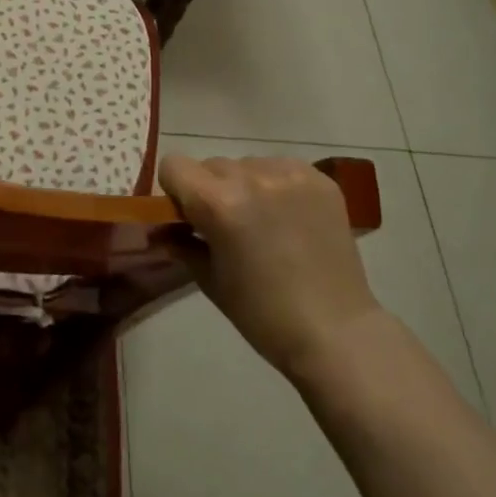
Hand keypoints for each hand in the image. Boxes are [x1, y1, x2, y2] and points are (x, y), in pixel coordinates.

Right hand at [158, 154, 381, 378]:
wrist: (335, 331)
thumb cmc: (262, 314)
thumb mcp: (209, 279)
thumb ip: (181, 243)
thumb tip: (161, 228)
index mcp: (218, 203)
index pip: (174, 165)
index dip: (175, 189)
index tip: (187, 215)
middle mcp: (251, 177)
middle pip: (212, 165)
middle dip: (211, 190)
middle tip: (227, 225)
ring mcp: (290, 174)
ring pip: (248, 165)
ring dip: (245, 185)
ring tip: (264, 222)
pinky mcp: (320, 179)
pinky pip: (281, 168)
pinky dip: (277, 186)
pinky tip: (290, 218)